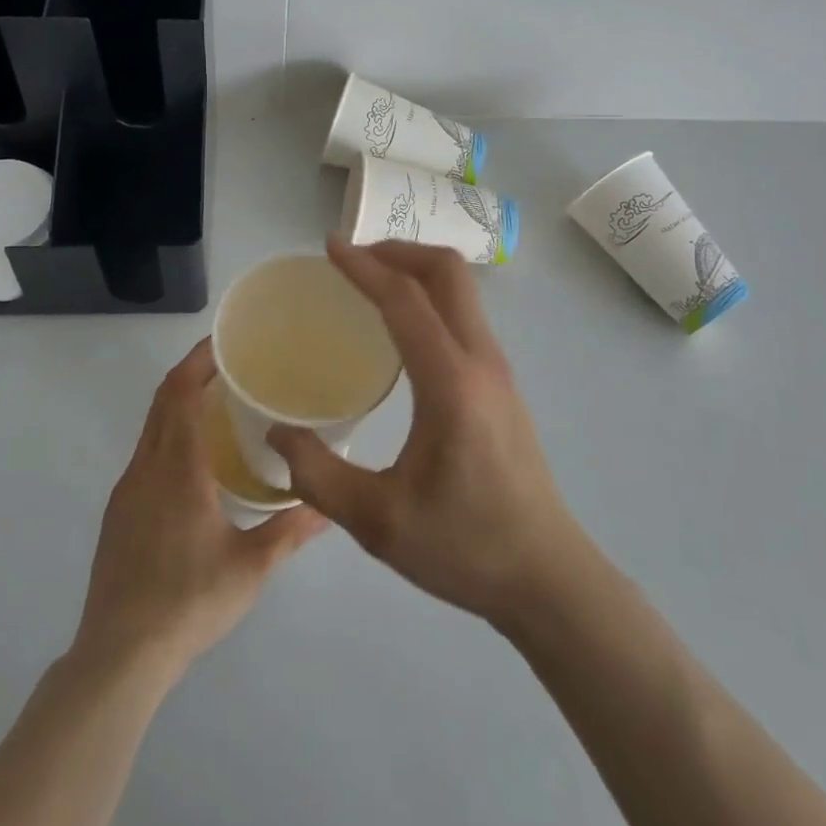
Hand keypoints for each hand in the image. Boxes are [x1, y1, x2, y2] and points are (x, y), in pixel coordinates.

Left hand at [74, 339, 325, 676]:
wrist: (119, 656)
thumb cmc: (188, 601)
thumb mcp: (250, 567)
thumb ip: (290, 530)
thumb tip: (328, 506)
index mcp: (177, 468)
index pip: (180, 393)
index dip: (198, 360)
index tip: (224, 342)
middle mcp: (146, 467)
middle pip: (163, 400)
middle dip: (191, 373)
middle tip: (231, 363)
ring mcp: (127, 490)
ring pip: (152, 427)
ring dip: (179, 404)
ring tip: (219, 404)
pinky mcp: (118, 512)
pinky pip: (146, 453)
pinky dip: (169, 434)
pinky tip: (195, 460)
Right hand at [268, 238, 588, 626]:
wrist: (548, 578)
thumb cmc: (465, 548)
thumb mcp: (378, 522)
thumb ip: (318, 476)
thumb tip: (277, 432)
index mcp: (450, 384)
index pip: (405, 300)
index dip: (364, 266)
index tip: (329, 247)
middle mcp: (481, 360)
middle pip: (446, 272)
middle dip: (397, 251)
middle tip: (352, 259)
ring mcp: (498, 368)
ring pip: (461, 288)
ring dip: (416, 269)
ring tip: (370, 283)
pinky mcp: (502, 382)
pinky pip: (464, 313)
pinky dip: (430, 296)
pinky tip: (401, 328)